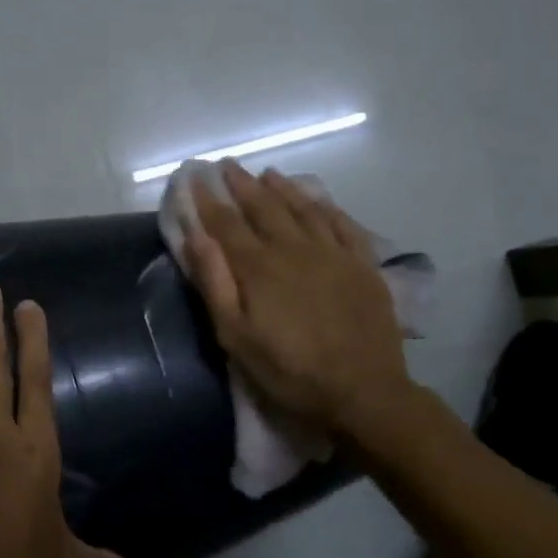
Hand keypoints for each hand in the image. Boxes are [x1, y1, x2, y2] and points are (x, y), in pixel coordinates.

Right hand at [183, 162, 414, 439]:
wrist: (362, 391)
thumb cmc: (289, 370)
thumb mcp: (236, 336)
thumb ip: (215, 283)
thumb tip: (195, 236)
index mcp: (259, 267)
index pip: (226, 224)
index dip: (208, 200)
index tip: (195, 178)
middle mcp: (294, 248)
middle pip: (263, 207)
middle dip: (241, 185)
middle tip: (227, 166)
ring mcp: (332, 253)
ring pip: (302, 208)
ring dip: (281, 188)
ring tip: (266, 173)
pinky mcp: (362, 264)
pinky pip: (341, 223)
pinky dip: (324, 206)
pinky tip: (316, 198)